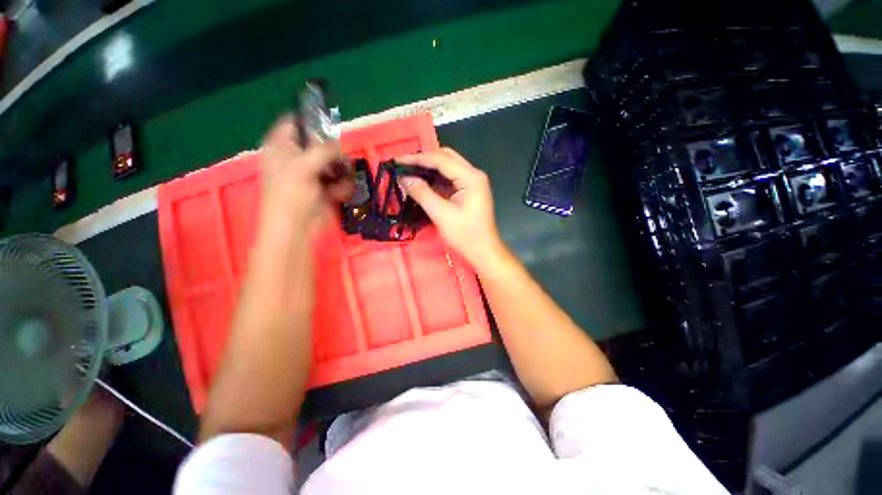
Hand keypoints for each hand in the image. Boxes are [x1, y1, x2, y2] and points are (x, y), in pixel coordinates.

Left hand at [259, 116, 351, 239]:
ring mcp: (311, 175)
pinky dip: (342, 185)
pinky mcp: (323, 189)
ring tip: (344, 177)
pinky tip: (341, 192)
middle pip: (319, 145)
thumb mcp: (303, 167)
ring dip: (340, 170)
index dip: (312, 123)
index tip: (331, 127)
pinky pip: (337, 180)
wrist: (295, 230)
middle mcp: (295, 158)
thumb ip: (322, 150)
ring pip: (332, 163)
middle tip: (340, 159)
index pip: (295, 124)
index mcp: (281, 148)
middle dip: (333, 151)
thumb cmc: (290, 196)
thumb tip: (338, 142)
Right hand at [398, 148, 503, 265]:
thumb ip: (422, 193)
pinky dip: (435, 178)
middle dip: (424, 159)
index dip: (418, 158)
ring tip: (409, 172)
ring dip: (429, 168)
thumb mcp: (441, 214)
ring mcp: (473, 182)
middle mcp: (474, 174)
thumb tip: (404, 178)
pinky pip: (450, 178)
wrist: (483, 251)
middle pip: (446, 157)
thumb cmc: (465, 235)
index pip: (441, 159)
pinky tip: (423, 182)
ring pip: (448, 166)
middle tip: (404, 165)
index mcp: (471, 177)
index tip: (398, 161)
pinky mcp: (469, 190)